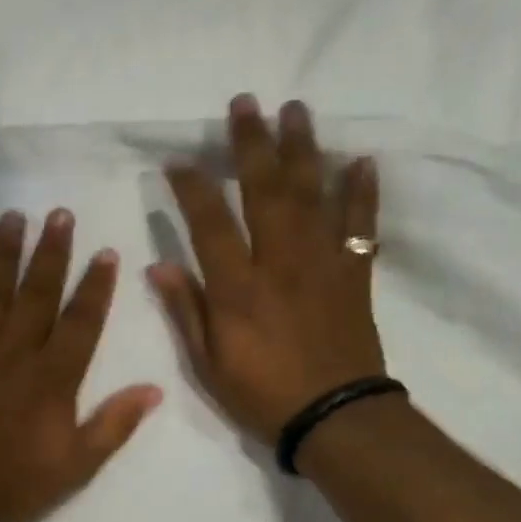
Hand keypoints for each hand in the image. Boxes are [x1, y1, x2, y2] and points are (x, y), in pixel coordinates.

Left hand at [0, 208, 162, 521]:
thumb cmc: (18, 482)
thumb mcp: (78, 465)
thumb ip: (115, 424)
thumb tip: (155, 389)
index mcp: (53, 377)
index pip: (81, 321)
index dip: (95, 286)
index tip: (105, 251)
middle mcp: (15, 352)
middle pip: (37, 294)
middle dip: (51, 253)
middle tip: (59, 214)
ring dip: (3, 254)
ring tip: (12, 218)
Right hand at [149, 95, 387, 444]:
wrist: (335, 418)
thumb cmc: (263, 395)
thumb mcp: (208, 364)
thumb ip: (186, 311)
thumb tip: (157, 266)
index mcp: (239, 288)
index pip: (210, 222)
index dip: (192, 187)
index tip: (179, 160)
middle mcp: (281, 263)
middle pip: (265, 191)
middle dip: (252, 144)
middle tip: (246, 103)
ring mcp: (322, 264)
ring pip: (313, 195)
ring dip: (303, 149)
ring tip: (296, 110)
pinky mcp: (354, 274)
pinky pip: (360, 226)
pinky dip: (362, 193)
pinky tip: (360, 161)